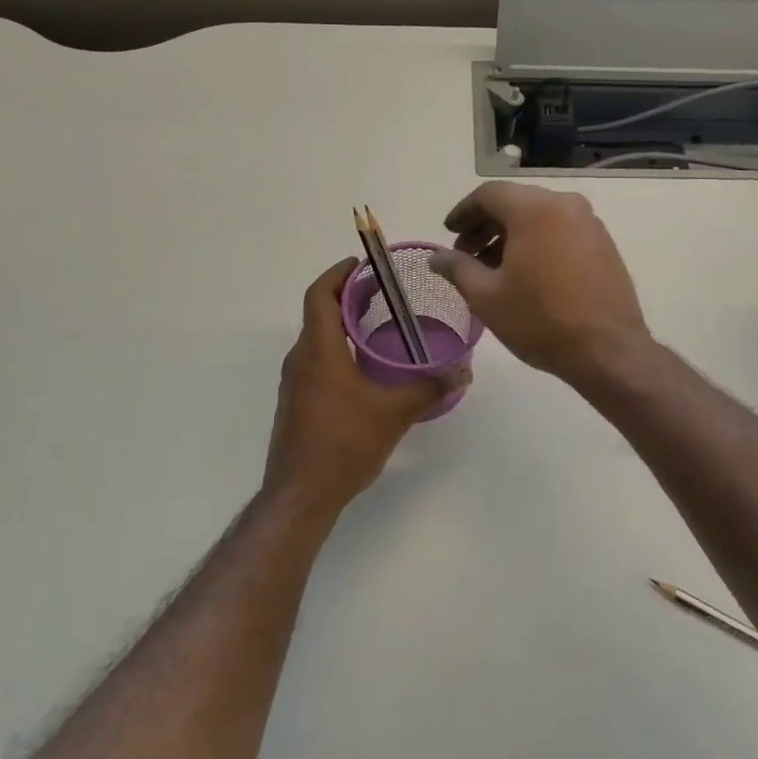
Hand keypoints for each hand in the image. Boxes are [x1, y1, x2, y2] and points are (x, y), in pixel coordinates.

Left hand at [264, 258, 470, 518]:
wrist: (300, 495)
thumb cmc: (344, 444)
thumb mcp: (394, 413)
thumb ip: (430, 388)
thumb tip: (463, 371)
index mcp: (319, 350)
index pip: (320, 294)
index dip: (338, 273)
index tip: (363, 264)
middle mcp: (300, 359)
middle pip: (318, 312)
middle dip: (346, 296)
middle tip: (381, 291)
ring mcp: (294, 382)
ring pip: (316, 338)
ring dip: (341, 323)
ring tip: (376, 324)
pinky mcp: (296, 402)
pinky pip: (314, 360)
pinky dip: (336, 348)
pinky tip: (362, 367)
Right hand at [428, 184, 651, 387]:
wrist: (607, 350)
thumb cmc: (540, 320)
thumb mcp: (486, 296)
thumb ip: (457, 268)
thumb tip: (435, 257)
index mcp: (534, 209)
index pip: (489, 194)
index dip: (463, 212)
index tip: (448, 233)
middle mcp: (565, 204)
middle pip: (515, 202)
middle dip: (486, 225)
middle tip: (466, 254)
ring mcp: (589, 222)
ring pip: (539, 216)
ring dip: (510, 234)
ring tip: (492, 268)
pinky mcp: (603, 243)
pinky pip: (561, 229)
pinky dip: (537, 241)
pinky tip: (526, 273)